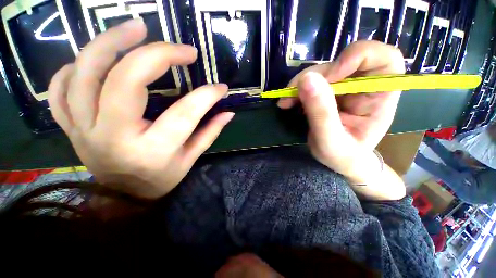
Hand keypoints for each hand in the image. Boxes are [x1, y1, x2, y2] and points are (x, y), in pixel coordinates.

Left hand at [48, 18, 233, 198]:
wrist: (124, 196)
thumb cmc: (162, 178)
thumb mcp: (191, 158)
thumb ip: (210, 132)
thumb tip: (228, 112)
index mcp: (152, 150)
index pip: (183, 114)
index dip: (205, 96)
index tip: (220, 87)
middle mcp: (113, 137)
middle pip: (125, 82)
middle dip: (156, 56)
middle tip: (181, 48)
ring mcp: (83, 130)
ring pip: (84, 75)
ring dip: (109, 44)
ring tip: (135, 28)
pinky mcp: (70, 127)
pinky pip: (59, 90)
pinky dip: (73, 67)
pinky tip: (96, 58)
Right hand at [279, 41, 405, 199]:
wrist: (338, 161)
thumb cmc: (342, 157)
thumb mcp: (331, 141)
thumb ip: (321, 113)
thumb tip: (306, 79)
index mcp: (380, 98)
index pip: (385, 59)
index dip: (358, 56)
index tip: (331, 76)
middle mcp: (365, 87)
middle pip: (343, 62)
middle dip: (315, 76)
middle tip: (292, 93)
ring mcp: (345, 88)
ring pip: (323, 71)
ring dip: (301, 83)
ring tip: (286, 101)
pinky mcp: (329, 92)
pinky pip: (312, 82)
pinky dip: (296, 89)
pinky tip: (287, 102)